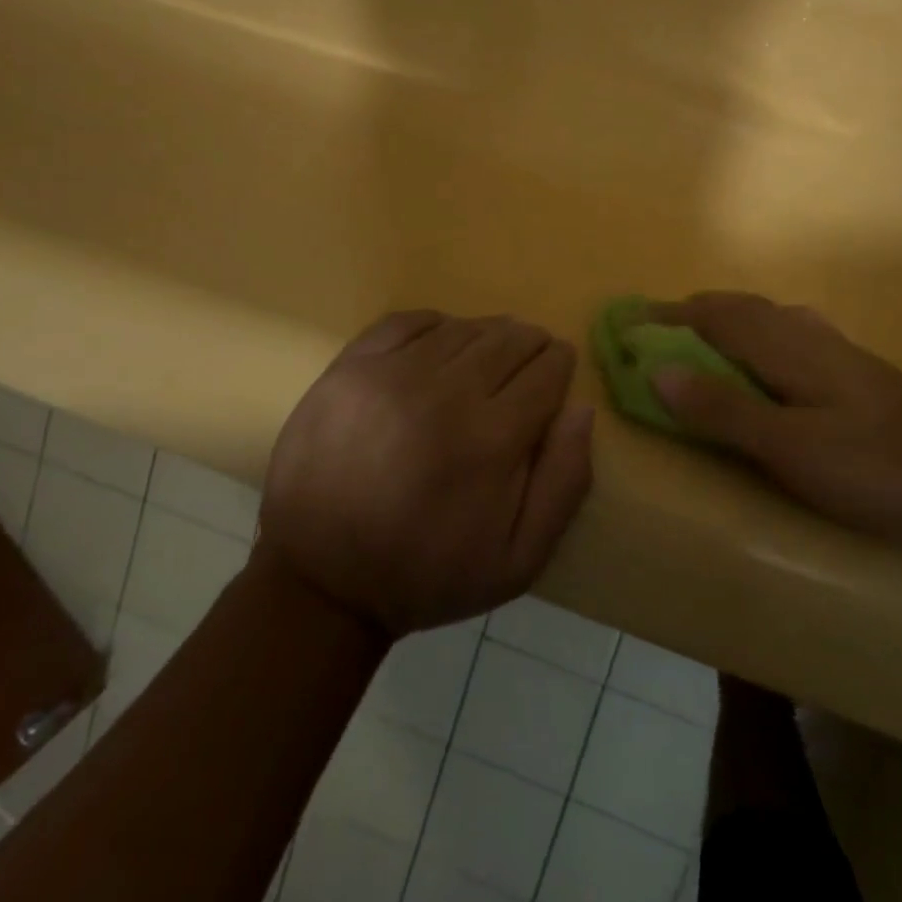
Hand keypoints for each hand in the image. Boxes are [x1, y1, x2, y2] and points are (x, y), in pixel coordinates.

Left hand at [261, 310, 593, 636]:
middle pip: (508, 340)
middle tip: (531, 356)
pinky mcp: (350, 367)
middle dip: (530, 343)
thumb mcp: (518, 560)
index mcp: (491, 440)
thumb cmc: (427, 573)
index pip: (546, 371)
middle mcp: (445, 393)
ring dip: (487, 333)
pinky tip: (440, 343)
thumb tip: (581, 409)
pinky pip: (406, 321)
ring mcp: (391, 374)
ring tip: (490, 353)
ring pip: (462, 328)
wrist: (320, 581)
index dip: (560, 364)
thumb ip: (564, 483)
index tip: (560, 366)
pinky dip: (435, 324)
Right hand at [647, 292, 901, 545]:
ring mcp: (836, 352)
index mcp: (786, 346)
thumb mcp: (792, 448)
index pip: (711, 316)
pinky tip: (768, 362)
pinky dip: (756, 336)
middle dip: (690, 314)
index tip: (625, 324)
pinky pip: (789, 336)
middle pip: (737, 308)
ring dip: (723, 322)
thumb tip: (655, 371)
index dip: (665, 318)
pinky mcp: (857, 373)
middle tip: (654, 334)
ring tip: (698, 344)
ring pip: (766, 318)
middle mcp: (807, 335)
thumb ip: (724, 409)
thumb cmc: (881, 467)